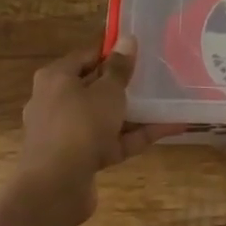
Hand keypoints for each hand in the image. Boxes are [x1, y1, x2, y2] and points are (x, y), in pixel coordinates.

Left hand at [18, 38, 171, 223]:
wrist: (56, 187)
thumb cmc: (80, 125)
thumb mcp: (107, 91)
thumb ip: (119, 67)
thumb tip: (128, 38)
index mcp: (56, 79)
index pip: (86, 56)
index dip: (112, 51)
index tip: (140, 49)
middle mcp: (56, 103)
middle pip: (95, 87)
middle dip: (125, 84)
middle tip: (155, 74)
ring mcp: (68, 133)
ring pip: (105, 116)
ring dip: (135, 111)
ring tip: (168, 101)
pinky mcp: (80, 159)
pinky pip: (112, 140)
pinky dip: (136, 135)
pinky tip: (169, 127)